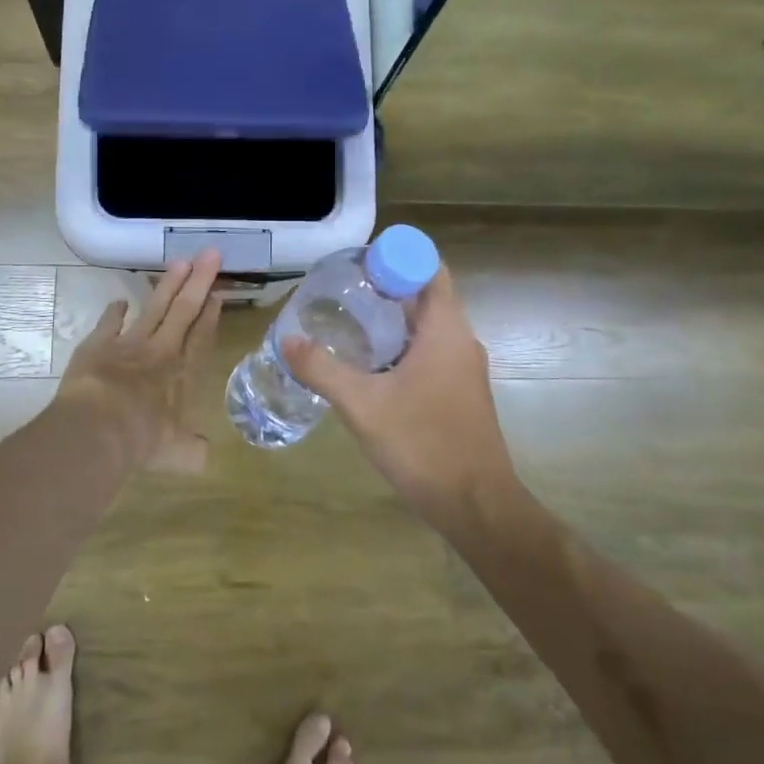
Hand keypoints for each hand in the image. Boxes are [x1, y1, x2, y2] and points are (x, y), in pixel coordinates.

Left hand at [56, 250, 221, 472]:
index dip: (210, 314)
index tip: (218, 292)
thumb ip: (193, 451)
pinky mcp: (98, 345)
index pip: (201, 337)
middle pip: (183, 310)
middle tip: (210, 253)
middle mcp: (160, 352)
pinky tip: (121, 301)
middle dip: (198, 281)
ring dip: (167, 285)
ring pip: (154, 308)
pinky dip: (116, 311)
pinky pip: (110, 322)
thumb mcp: (178, 454)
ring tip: (179, 262)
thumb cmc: (143, 441)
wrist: (98, 430)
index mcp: (182, 374)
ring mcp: (128, 344)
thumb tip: (204, 455)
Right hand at [283, 266, 515, 516]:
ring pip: (427, 328)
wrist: (476, 505)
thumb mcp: (363, 405)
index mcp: (446, 331)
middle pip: (425, 296)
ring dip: (392, 321)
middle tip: (341, 291)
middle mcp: (460, 342)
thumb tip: (287, 340)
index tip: (357, 264)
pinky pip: (430, 354)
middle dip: (386, 288)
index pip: (428, 269)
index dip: (395, 258)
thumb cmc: (423, 444)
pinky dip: (401, 348)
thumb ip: (323, 370)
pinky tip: (370, 367)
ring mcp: (463, 370)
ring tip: (347, 323)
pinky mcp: (460, 394)